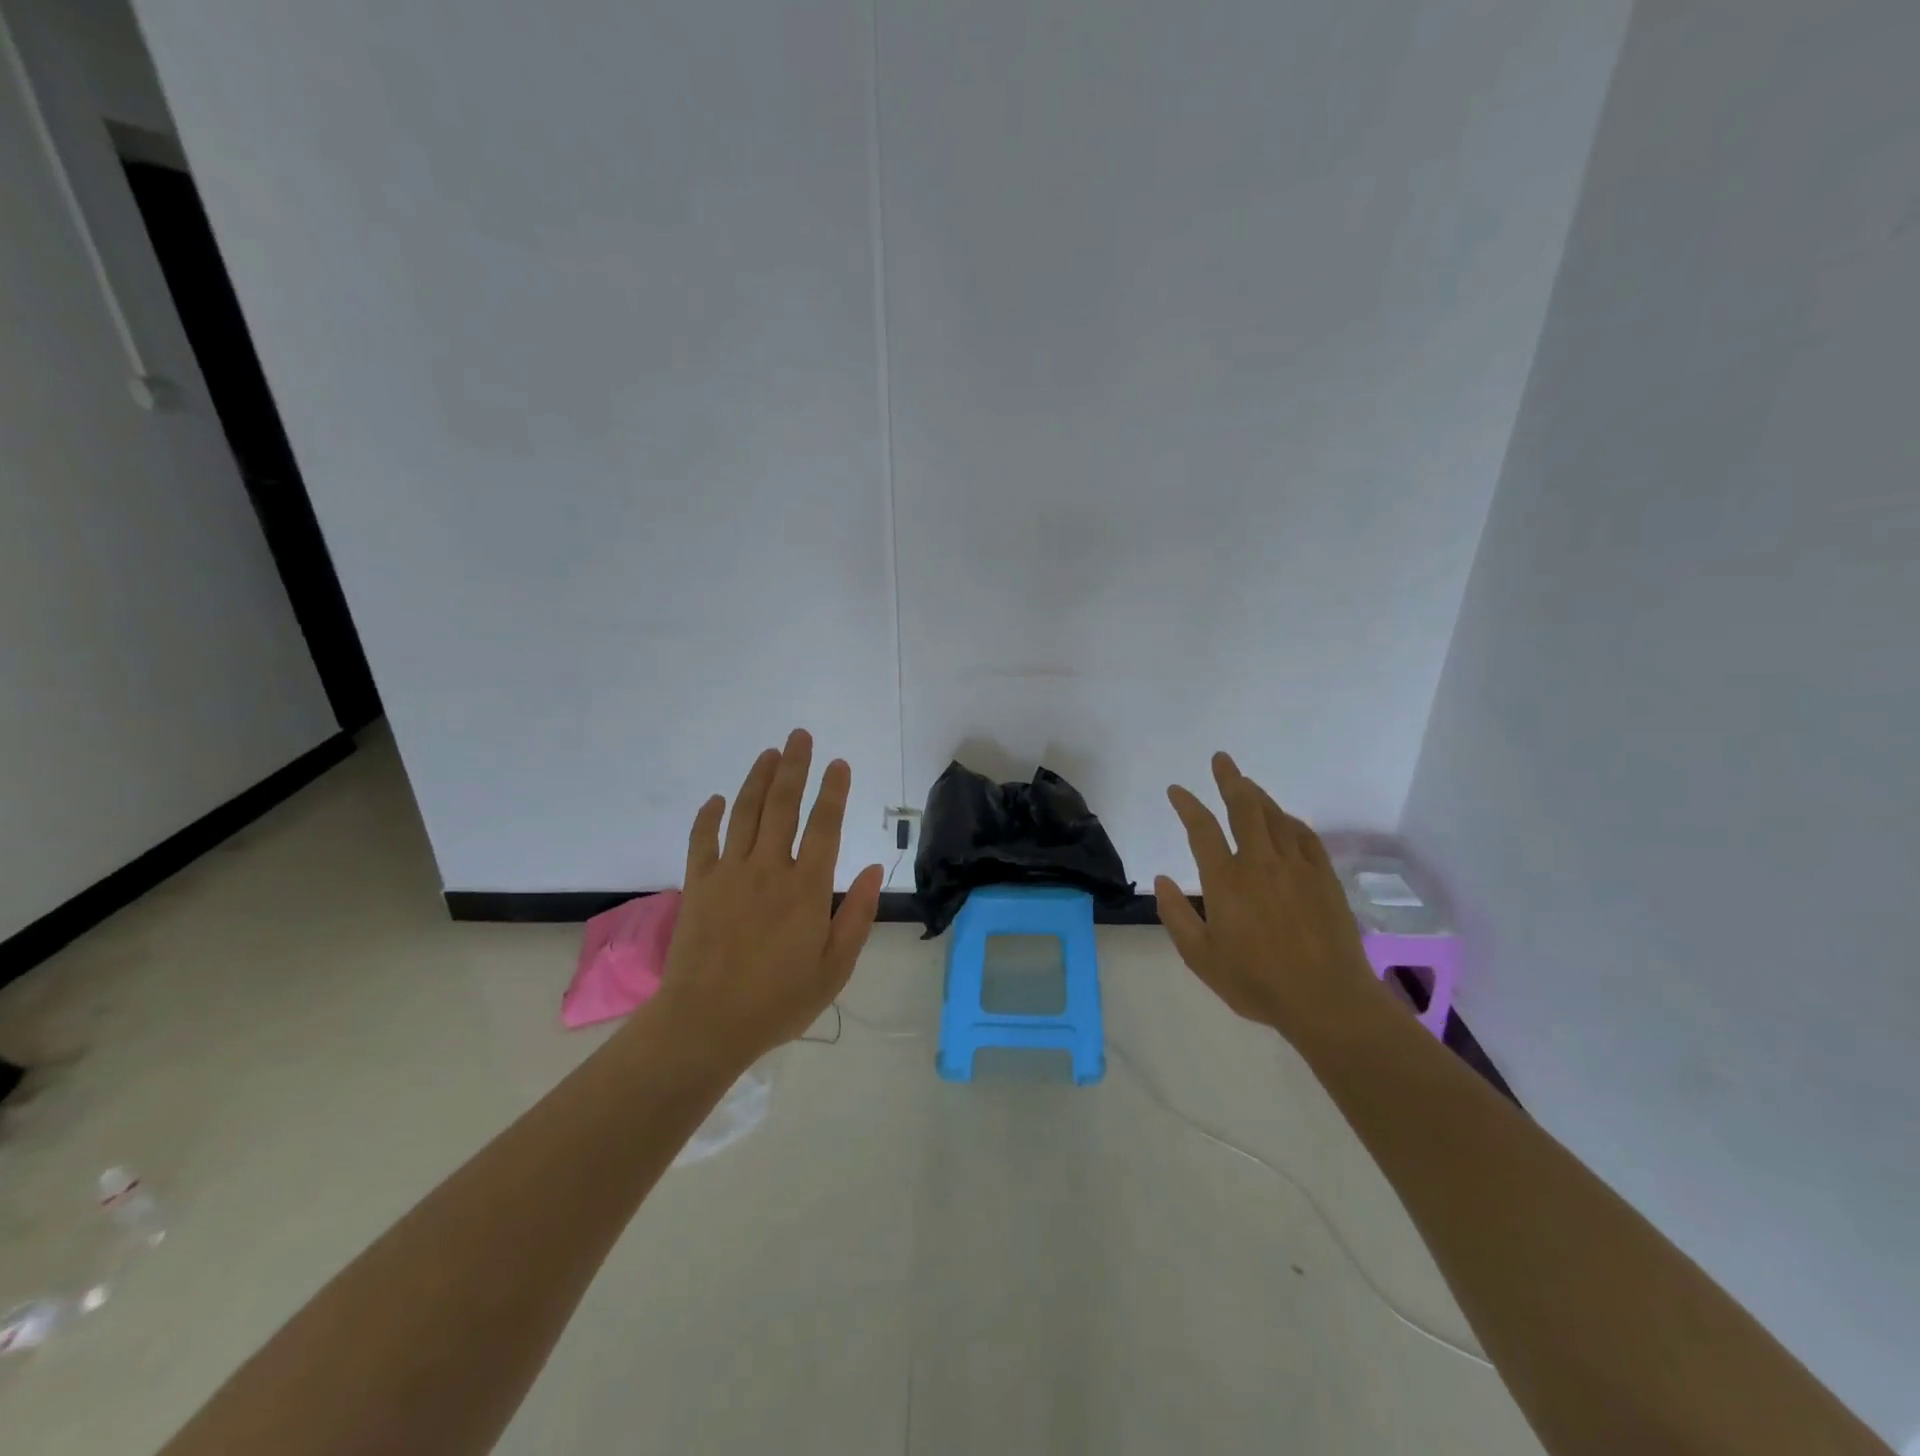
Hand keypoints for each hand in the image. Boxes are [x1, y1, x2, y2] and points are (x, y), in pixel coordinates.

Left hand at [652, 730, 884, 1069]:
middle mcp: (768, 869)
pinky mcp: (698, 885)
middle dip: (793, 767)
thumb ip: (855, 916)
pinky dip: (710, 815)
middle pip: (782, 806)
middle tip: (800, 736)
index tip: (838, 763)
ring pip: (745, 813)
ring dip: (757, 779)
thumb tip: (872, 871)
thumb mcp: (834, 968)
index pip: (824, 826)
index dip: (833, 791)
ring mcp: (728, 874)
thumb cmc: (778, 1000)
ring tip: (769, 753)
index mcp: (805, 888)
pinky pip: (702, 839)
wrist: (706, 1023)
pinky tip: (718, 798)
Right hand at [1153, 752, 1381, 1049]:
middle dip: (1230, 780)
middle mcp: (1260, 863)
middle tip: (1222, 760)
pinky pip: (1305, 836)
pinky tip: (1285, 820)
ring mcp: (1296, 867)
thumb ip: (1176, 916)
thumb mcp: (1201, 958)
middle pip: (1244, 808)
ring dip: (1258, 795)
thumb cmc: (1257, 983)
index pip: (1202, 829)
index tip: (1177, 790)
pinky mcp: (1324, 878)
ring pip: (1275, 817)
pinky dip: (1291, 821)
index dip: (1187, 805)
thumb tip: (1162, 879)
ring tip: (1247, 783)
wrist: (1327, 1000)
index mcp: (1226, 881)